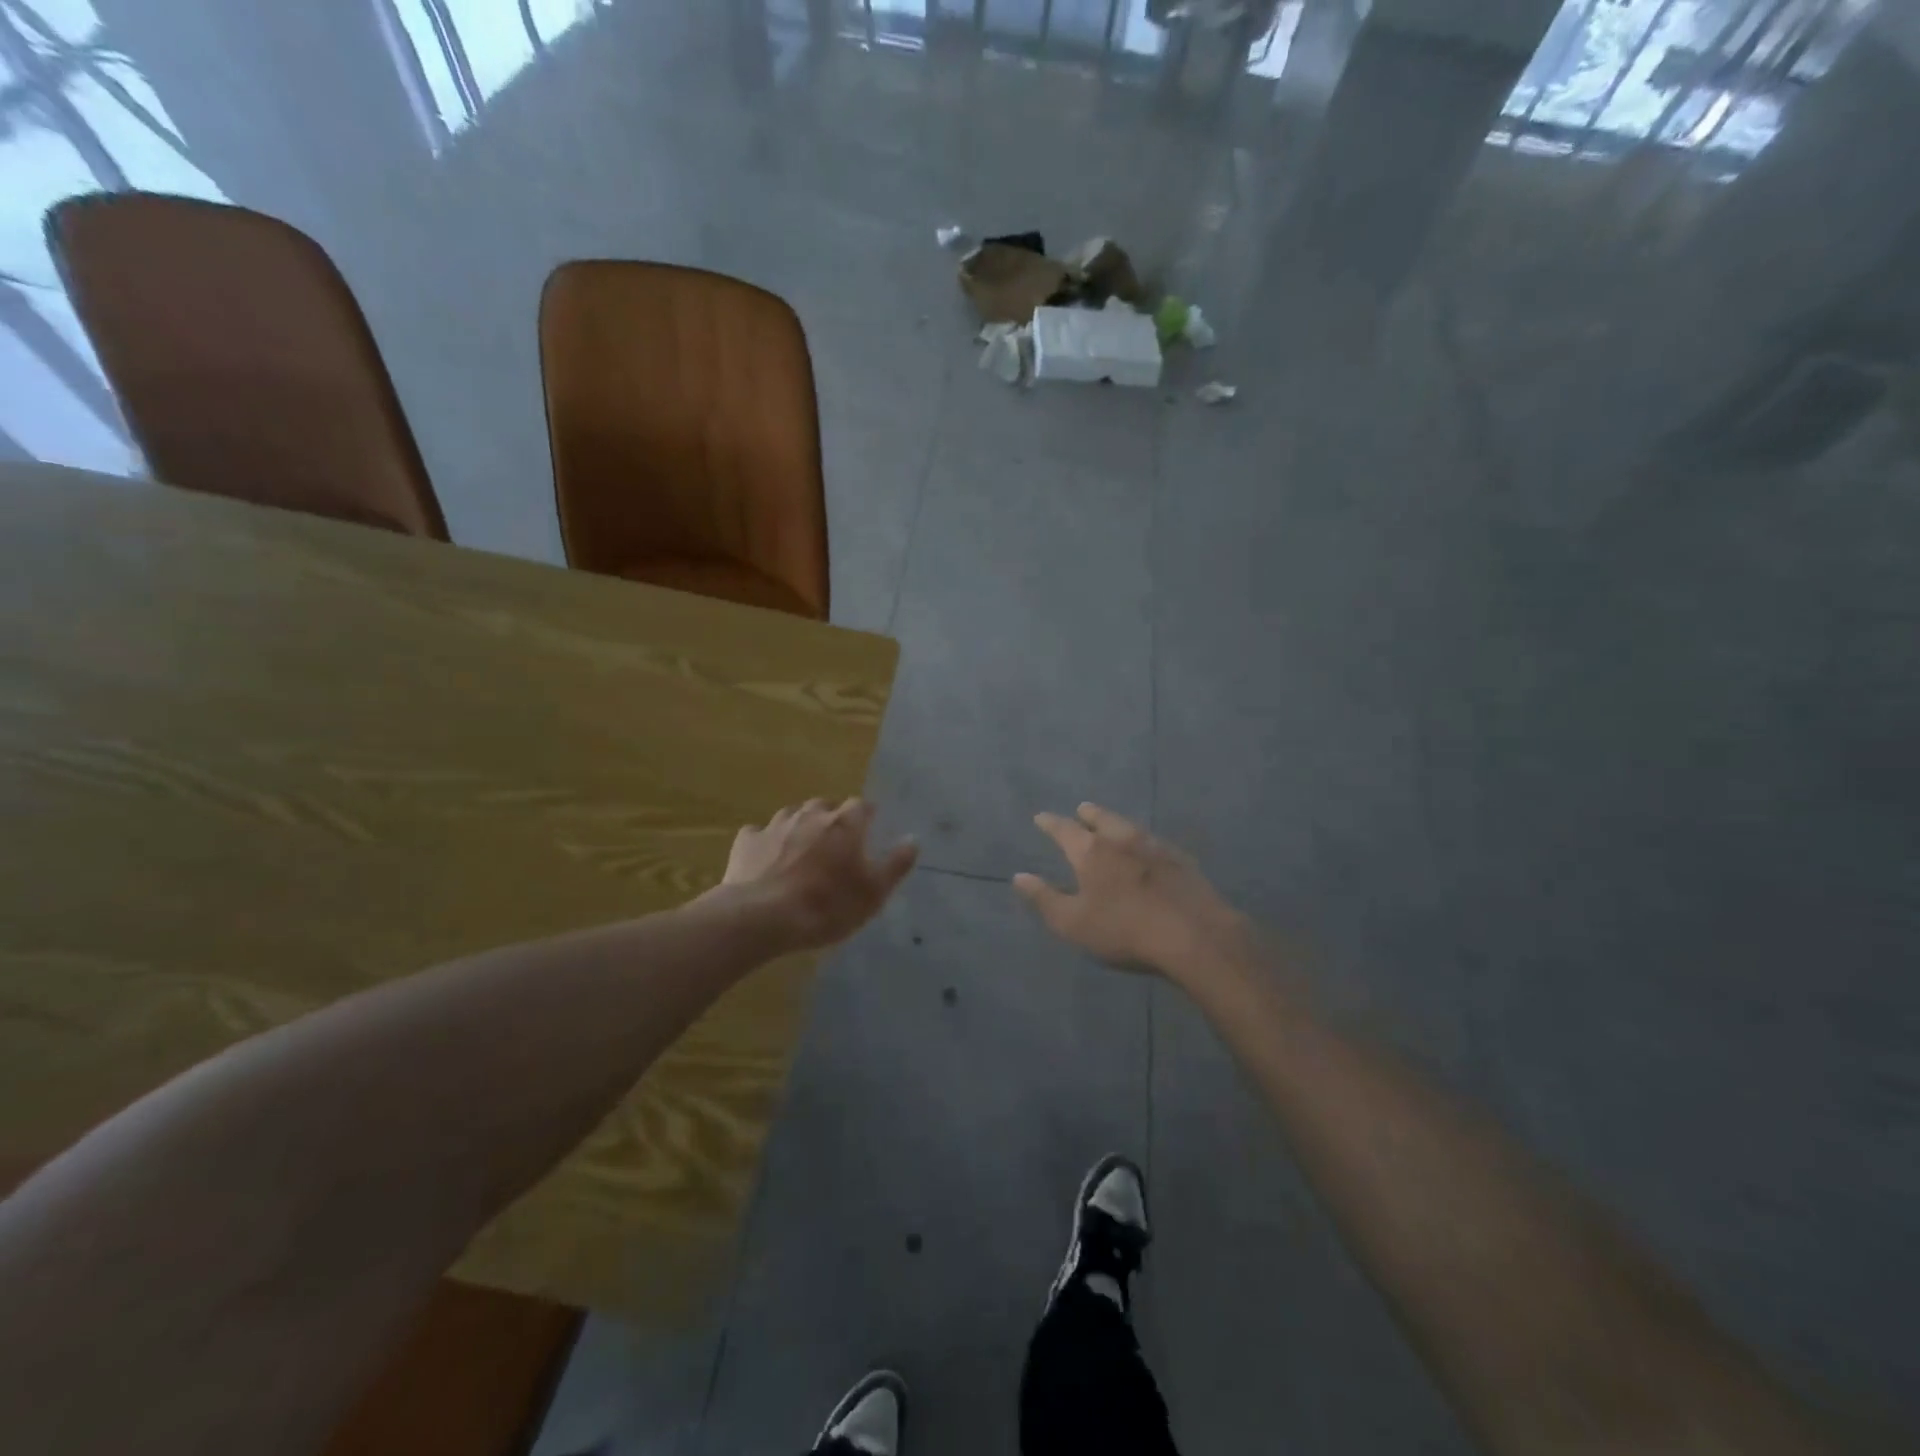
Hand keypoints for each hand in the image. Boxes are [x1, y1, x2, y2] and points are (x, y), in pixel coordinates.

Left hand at [722, 798, 916, 951]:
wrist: (762, 917)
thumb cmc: (826, 905)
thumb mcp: (873, 893)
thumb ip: (895, 864)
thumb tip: (913, 839)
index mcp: (845, 824)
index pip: (862, 806)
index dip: (866, 817)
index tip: (869, 830)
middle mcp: (811, 815)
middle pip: (826, 806)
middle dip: (832, 819)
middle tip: (835, 844)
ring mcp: (776, 825)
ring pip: (793, 815)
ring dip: (800, 827)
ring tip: (801, 849)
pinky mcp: (747, 841)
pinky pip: (760, 833)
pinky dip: (766, 841)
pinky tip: (766, 858)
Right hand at [1013, 803, 1244, 977]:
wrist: (1195, 936)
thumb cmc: (1124, 930)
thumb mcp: (1073, 923)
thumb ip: (1044, 898)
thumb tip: (1019, 876)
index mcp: (1091, 851)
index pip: (1064, 829)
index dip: (1050, 823)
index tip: (1041, 817)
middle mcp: (1122, 839)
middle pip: (1101, 818)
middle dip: (1087, 814)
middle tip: (1081, 810)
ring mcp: (1155, 846)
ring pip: (1129, 826)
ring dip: (1115, 822)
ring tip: (1111, 824)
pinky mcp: (1182, 860)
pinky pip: (1154, 842)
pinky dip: (1143, 841)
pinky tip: (1148, 849)